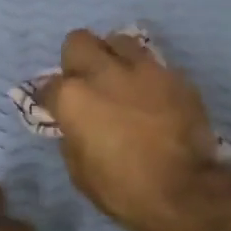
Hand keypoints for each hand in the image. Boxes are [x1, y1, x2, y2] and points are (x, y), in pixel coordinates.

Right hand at [40, 28, 230, 230]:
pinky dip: (145, 75)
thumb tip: (75, 126)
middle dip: (77, 59)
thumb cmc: (123, 189)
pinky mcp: (174, 76)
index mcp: (73, 98)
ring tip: (120, 80)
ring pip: (118, 40)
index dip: (49, 98)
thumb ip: (72, 138)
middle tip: (86, 83)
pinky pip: (152, 63)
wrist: (183, 191)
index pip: (47, 85)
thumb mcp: (80, 171)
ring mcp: (142, 69)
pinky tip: (150, 96)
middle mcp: (103, 73)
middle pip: (78, 41)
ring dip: (113, 57)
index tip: (55, 109)